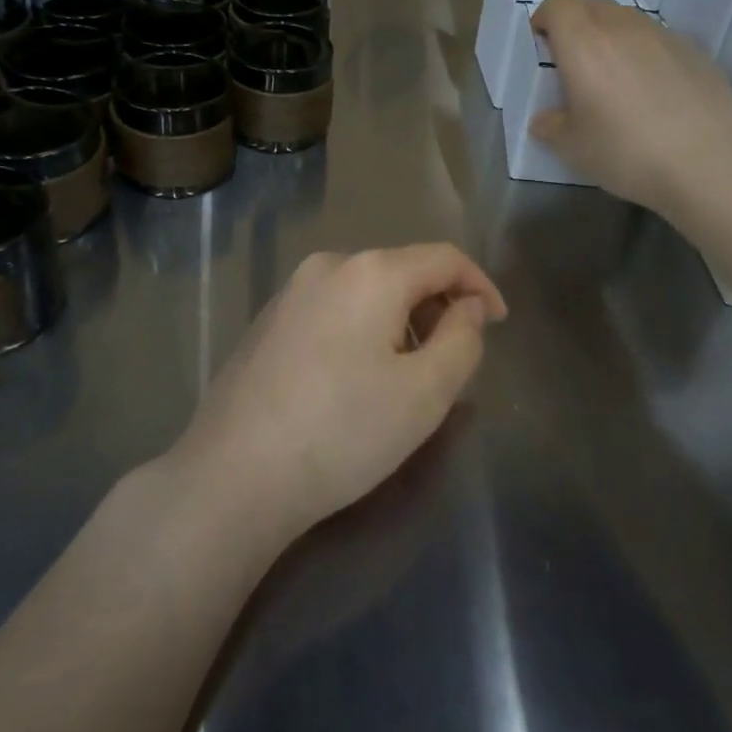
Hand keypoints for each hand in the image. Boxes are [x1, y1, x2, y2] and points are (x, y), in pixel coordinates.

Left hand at [175, 245, 506, 537]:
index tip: (497, 323)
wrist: (234, 473)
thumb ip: (462, 340)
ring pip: (365, 291)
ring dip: (399, 320)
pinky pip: (332, 308)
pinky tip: (353, 379)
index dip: (479, 285)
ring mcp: (290, 291)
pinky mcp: (267, 320)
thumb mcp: (424, 394)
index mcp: (370, 272)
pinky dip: (361, 329)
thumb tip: (466, 307)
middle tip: (451, 361)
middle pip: (402, 270)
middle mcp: (327, 266)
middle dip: (437, 307)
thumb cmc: (342, 432)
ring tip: (404, 376)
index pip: (444, 258)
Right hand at [529, 0, 731, 213]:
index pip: (558, 3)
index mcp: (584, 44)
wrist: (708, 164)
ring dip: (612, 37)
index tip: (542, 45)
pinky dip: (646, 53)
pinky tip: (654, 92)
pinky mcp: (696, 51)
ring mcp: (664, 36)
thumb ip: (551, 126)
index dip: (546, 19)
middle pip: (592, 4)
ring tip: (616, 78)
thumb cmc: (626, 152)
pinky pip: (659, 39)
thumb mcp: (572, 148)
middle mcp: (623, 28)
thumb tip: (546, 120)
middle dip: (577, 24)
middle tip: (575, 63)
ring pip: (627, 20)